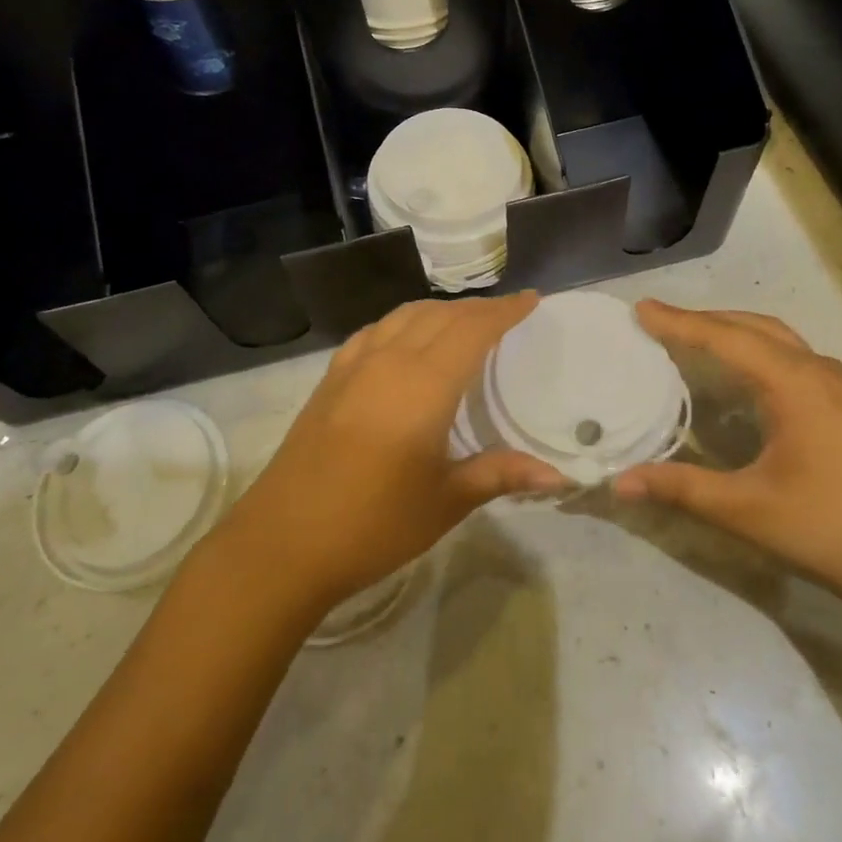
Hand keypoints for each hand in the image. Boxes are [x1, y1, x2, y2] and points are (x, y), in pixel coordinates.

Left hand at [225, 293, 568, 608]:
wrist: (283, 542)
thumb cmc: (373, 524)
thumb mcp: (445, 501)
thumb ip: (500, 474)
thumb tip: (559, 474)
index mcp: (424, 384)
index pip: (473, 329)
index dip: (504, 311)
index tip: (531, 300)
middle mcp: (389, 361)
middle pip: (440, 315)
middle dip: (477, 308)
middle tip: (505, 314)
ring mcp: (354, 366)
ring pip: (404, 316)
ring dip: (439, 311)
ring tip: (462, 322)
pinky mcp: (330, 379)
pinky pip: (374, 331)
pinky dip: (402, 322)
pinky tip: (404, 340)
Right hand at [612, 301, 841, 620]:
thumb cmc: (830, 530)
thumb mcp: (747, 510)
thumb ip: (681, 488)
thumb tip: (619, 482)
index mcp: (795, 384)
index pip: (725, 339)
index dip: (680, 323)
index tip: (641, 309)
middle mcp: (818, 371)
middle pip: (752, 327)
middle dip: (703, 320)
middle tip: (658, 321)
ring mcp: (838, 385)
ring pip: (775, 339)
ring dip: (731, 331)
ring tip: (690, 337)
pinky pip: (789, 357)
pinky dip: (754, 350)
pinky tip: (738, 374)